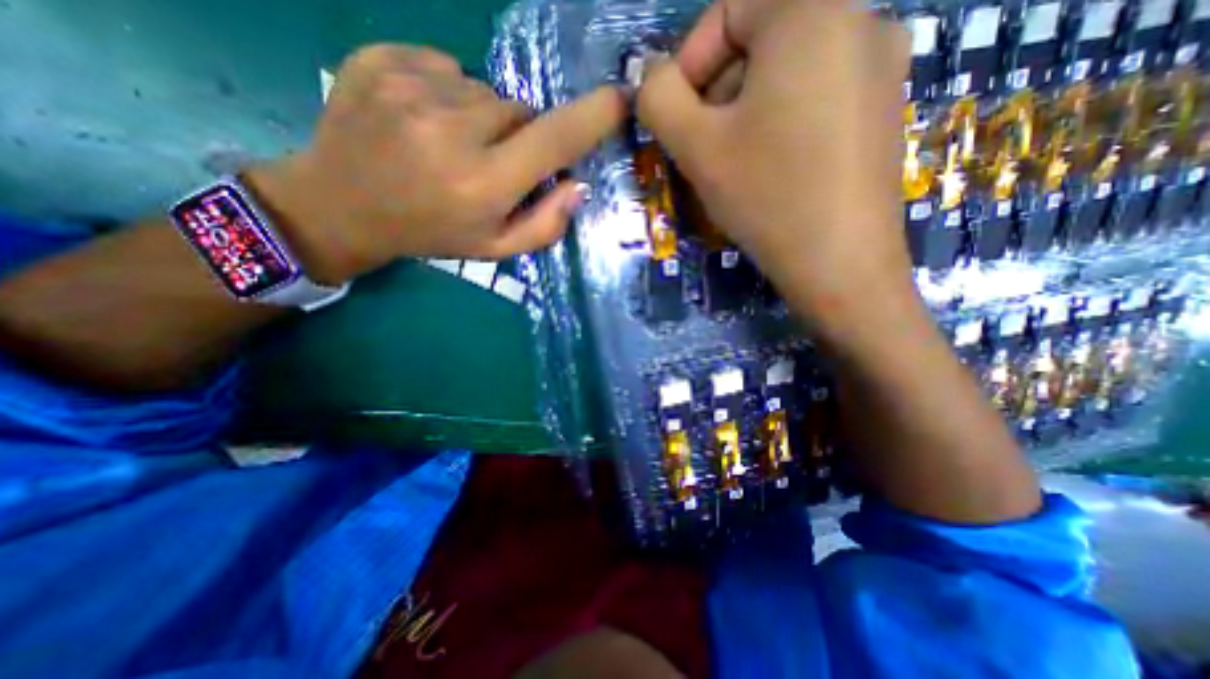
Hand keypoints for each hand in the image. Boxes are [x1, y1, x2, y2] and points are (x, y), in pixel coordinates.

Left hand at [243, 43, 622, 284]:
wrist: (340, 206)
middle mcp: (452, 131)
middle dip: (520, 136)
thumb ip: (544, 225)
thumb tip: (578, 186)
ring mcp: (412, 88)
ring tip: (452, 146)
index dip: (592, 117)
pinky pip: (446, 67)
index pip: (553, 139)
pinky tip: (424, 121)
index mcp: (483, 184)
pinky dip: (448, 92)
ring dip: (483, 118)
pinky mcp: (382, 59)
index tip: (619, 100)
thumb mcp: (494, 248)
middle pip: (521, 112)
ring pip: (485, 90)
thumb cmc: (431, 234)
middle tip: (491, 164)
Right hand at [637, 1, 911, 336]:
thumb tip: (654, 77)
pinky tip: (772, 169)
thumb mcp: (695, 146)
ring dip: (746, 112)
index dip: (689, 63)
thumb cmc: (766, 195)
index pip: (729, 9)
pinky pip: (816, 98)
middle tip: (704, 149)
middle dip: (718, 93)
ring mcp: (882, 66)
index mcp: (811, 9)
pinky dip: (781, 124)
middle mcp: (860, 18)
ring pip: (787, 73)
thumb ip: (659, 98)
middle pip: (761, 40)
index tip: (677, 118)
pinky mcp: (884, 109)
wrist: (839, 263)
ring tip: (734, 165)